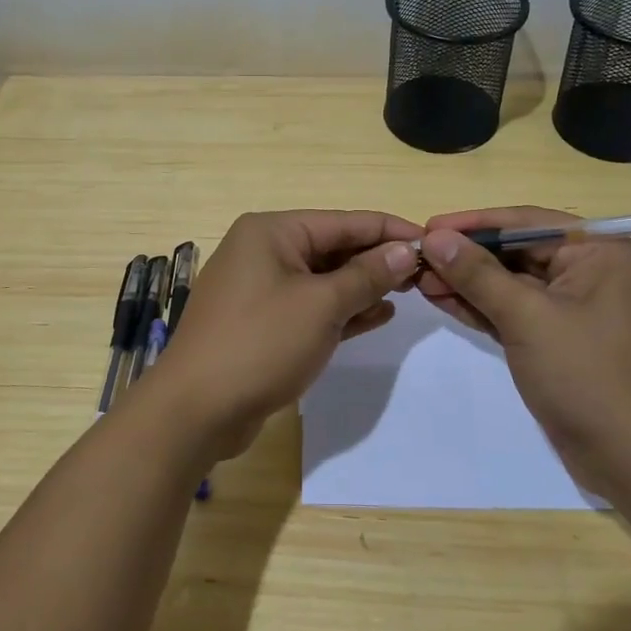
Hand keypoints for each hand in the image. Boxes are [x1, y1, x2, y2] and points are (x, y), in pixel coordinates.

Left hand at [154, 210, 422, 460]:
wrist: (196, 409)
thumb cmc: (260, 344)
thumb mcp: (322, 305)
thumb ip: (367, 275)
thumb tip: (406, 250)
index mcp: (272, 231)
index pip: (344, 221)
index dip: (390, 231)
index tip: (434, 242)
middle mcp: (263, 250)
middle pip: (333, 247)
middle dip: (377, 260)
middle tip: (426, 274)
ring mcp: (260, 288)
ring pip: (323, 278)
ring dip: (363, 285)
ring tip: (409, 292)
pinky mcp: (262, 322)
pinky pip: (310, 306)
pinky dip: (341, 309)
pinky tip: (378, 315)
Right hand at [417, 207, 630, 498]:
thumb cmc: (587, 375)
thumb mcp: (527, 317)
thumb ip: (477, 274)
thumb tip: (434, 236)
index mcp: (599, 252)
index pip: (526, 223)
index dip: (473, 224)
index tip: (428, 226)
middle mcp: (590, 271)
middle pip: (517, 251)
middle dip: (466, 256)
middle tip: (416, 258)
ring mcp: (575, 308)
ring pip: (511, 283)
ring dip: (467, 282)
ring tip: (419, 279)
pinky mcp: (559, 339)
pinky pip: (515, 311)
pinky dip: (481, 307)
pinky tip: (442, 299)